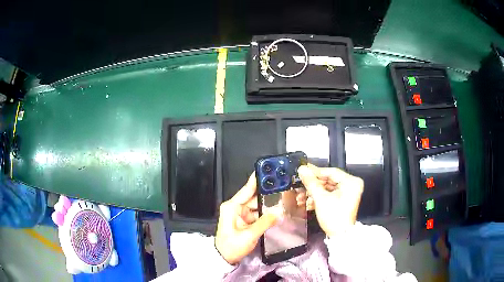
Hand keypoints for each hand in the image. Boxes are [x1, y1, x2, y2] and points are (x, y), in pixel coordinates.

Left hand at [215, 173, 278, 264]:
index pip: (247, 189)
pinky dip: (265, 214)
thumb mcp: (249, 235)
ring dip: (268, 206)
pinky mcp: (244, 221)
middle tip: (283, 190)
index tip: (268, 170)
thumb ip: (265, 222)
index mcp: (232, 207)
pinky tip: (276, 213)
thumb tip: (279, 212)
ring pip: (257, 206)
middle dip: (267, 195)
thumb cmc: (232, 246)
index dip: (257, 179)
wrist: (224, 258)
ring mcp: (240, 214)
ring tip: (283, 202)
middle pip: (254, 197)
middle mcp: (236, 207)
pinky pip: (257, 214)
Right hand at [297, 164, 363, 237]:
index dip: (315, 172)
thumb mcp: (320, 198)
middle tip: (301, 184)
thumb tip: (303, 170)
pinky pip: (330, 194)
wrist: (340, 235)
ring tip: (302, 197)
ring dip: (314, 193)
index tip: (304, 170)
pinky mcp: (343, 200)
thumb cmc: (335, 218)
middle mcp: (351, 185)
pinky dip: (319, 197)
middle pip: (328, 180)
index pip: (330, 171)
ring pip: (327, 188)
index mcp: (351, 182)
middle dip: (313, 185)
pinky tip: (308, 202)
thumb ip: (311, 183)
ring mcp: (348, 193)